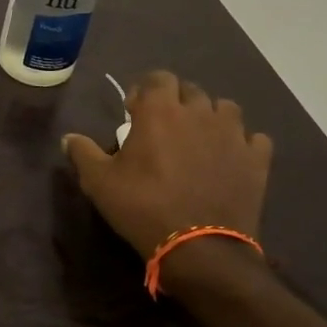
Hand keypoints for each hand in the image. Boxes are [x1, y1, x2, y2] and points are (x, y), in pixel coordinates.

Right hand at [63, 72, 272, 288]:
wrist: (200, 248)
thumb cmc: (143, 207)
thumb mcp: (99, 182)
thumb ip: (83, 153)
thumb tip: (69, 138)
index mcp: (160, 110)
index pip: (158, 77)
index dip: (146, 90)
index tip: (135, 113)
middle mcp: (200, 112)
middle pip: (190, 90)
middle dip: (176, 102)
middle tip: (163, 128)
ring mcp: (233, 134)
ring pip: (225, 108)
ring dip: (210, 117)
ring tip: (198, 140)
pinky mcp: (257, 160)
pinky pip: (254, 139)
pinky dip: (242, 144)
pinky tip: (229, 159)